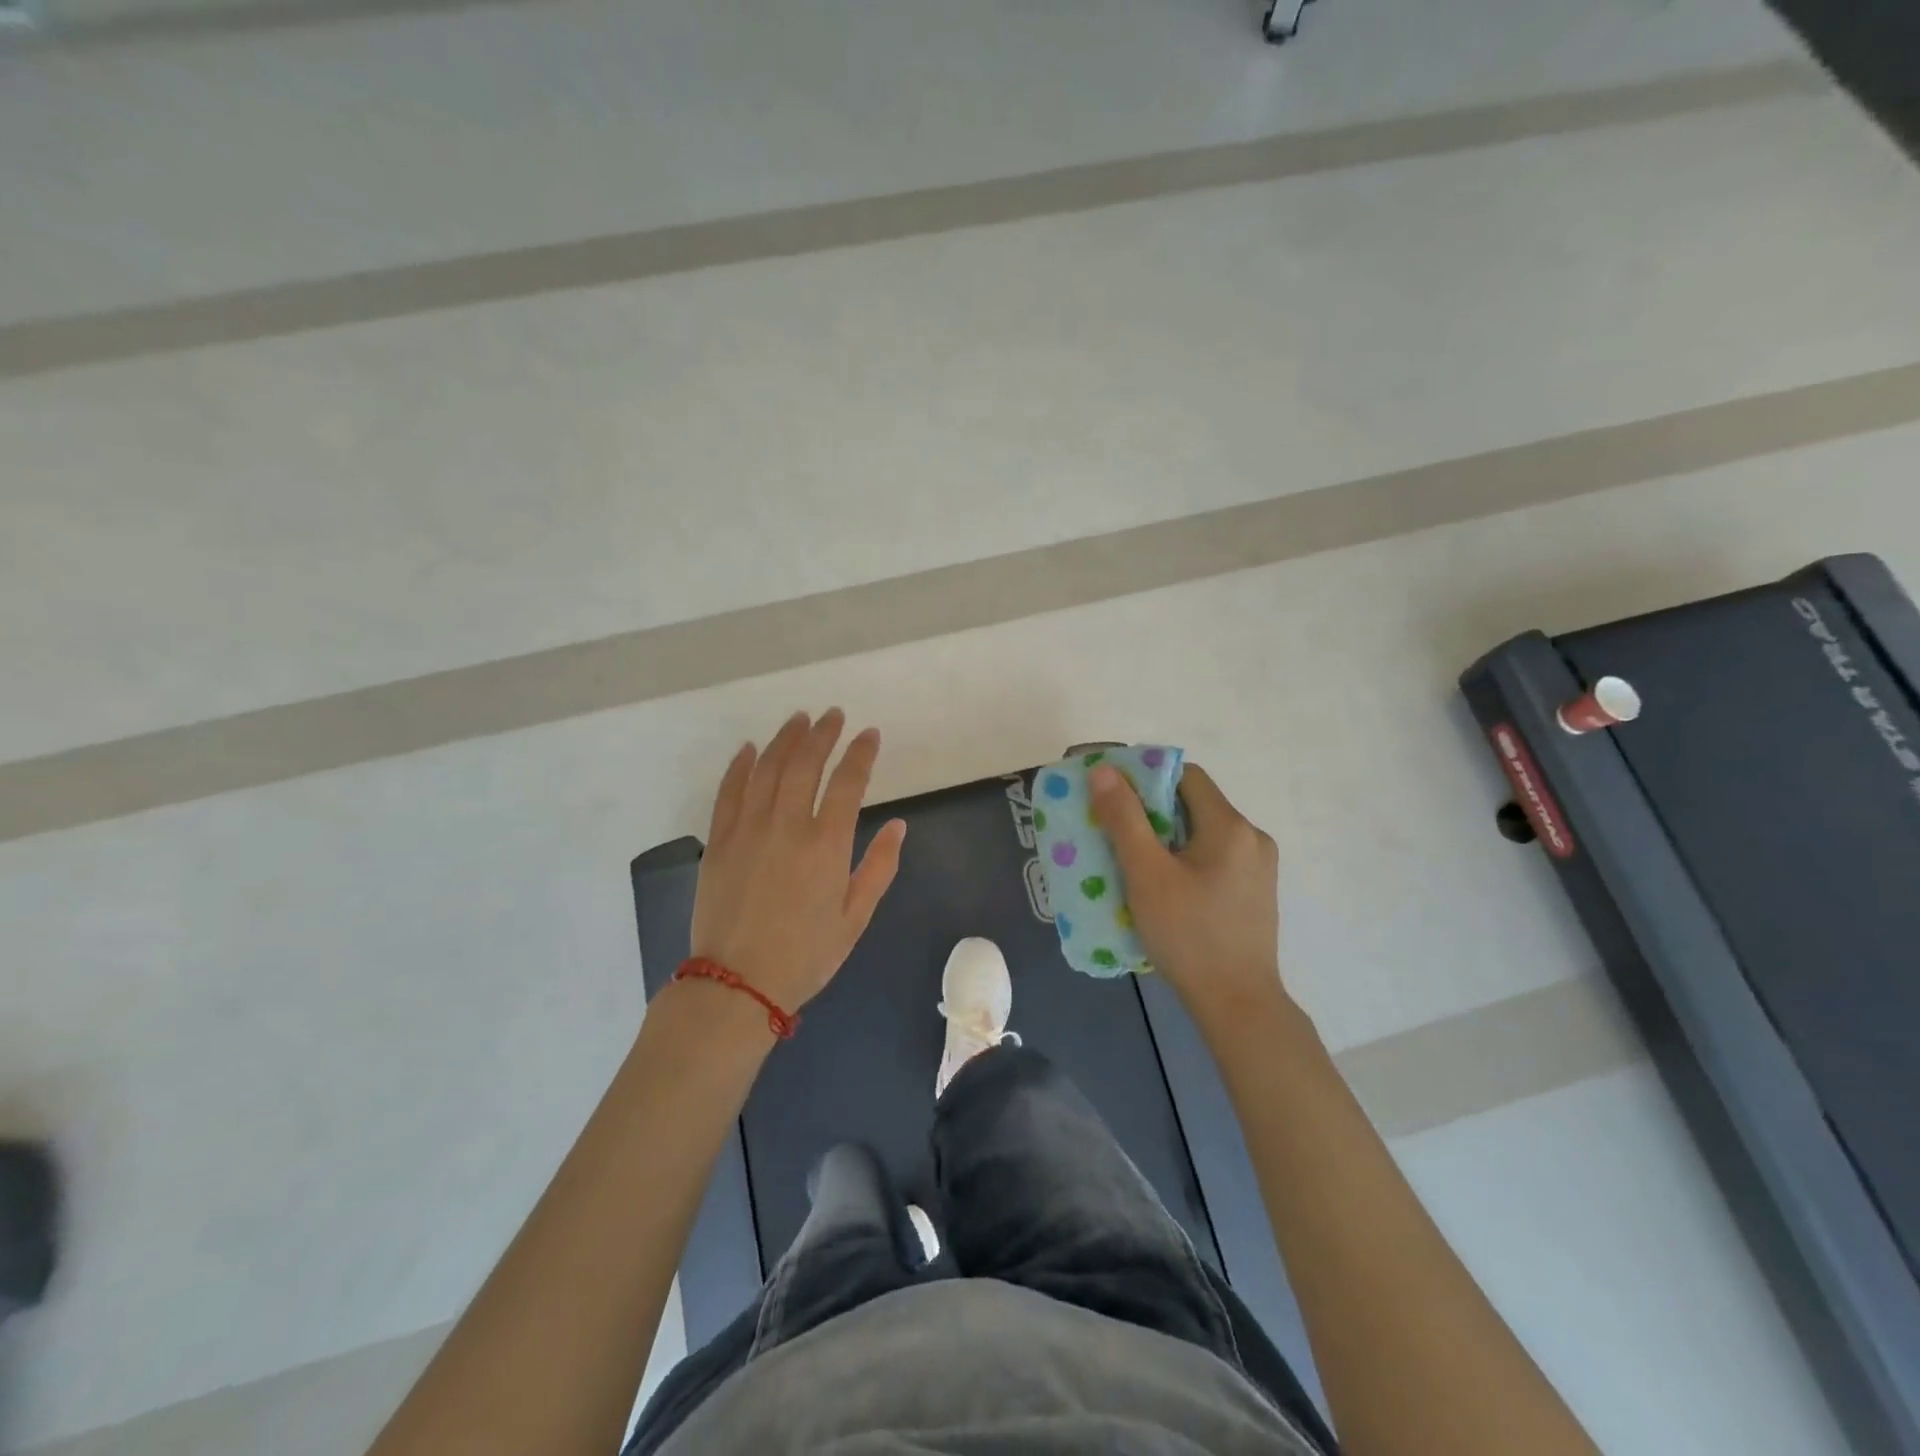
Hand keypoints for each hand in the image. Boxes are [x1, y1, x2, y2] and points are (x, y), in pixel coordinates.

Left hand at [689, 710, 905, 1015]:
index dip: (861, 753)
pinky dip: (741, 765)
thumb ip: (878, 868)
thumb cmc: (805, 955)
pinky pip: (729, 791)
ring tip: (799, 719)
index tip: (869, 734)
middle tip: (833, 715)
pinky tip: (750, 748)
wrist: (737, 984)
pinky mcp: (718, 840)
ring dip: (785, 739)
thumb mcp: (855, 918)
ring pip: (767, 768)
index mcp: (826, 845)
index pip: (849, 782)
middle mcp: (787, 826)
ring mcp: (748, 829)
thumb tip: (899, 825)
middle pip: (806, 764)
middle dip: (823, 734)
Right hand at [1089, 761, 1288, 1025]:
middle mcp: (1252, 838)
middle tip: (1113, 830)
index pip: (1185, 776)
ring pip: (1202, 833)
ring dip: (1166, 838)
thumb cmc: (1189, 935)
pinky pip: (1213, 858)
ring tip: (1131, 860)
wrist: (1238, 1005)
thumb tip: (1104, 771)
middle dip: (1151, 811)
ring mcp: (1258, 867)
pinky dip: (1184, 859)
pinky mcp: (1254, 893)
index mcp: (1230, 826)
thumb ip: (1124, 819)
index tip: (1113, 796)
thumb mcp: (1146, 874)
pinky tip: (1162, 886)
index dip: (1146, 778)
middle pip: (1194, 804)